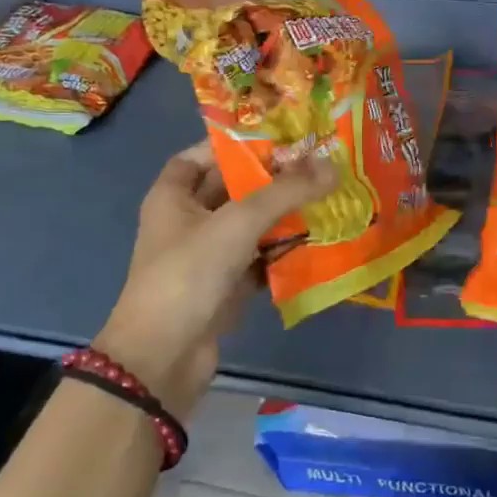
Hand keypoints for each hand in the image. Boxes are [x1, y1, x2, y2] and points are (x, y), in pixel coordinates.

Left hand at [95, 142, 335, 417]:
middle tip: (319, 164)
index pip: (204, 154)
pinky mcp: (224, 285)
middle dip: (273, 178)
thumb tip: (333, 166)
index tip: (281, 137)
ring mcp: (206, 255)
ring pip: (250, 224)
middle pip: (233, 188)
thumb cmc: (189, 275)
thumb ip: (285, 193)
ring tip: (328, 196)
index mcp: (173, 195)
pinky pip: (258, 257)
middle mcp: (187, 220)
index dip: (237, 143)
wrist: (162, 359)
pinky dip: (282, 250)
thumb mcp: (237, 224)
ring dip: (283, 215)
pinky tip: (317, 240)